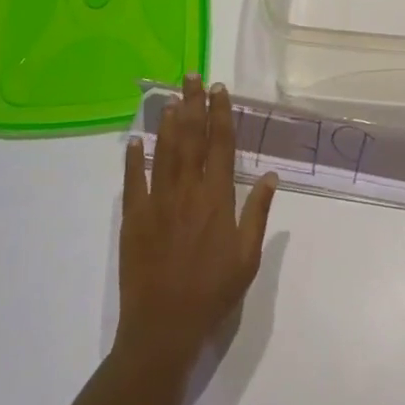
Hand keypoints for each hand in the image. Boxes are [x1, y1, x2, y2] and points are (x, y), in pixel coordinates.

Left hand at [117, 76, 277, 376]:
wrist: (164, 328)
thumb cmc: (213, 293)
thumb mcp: (247, 258)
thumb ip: (258, 214)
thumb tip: (271, 175)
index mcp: (217, 198)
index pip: (221, 145)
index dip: (221, 114)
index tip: (220, 90)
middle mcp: (188, 191)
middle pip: (191, 138)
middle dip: (193, 104)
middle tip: (192, 76)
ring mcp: (158, 202)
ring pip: (165, 152)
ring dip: (168, 122)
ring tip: (171, 97)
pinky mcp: (134, 218)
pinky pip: (133, 181)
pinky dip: (134, 158)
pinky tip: (135, 139)